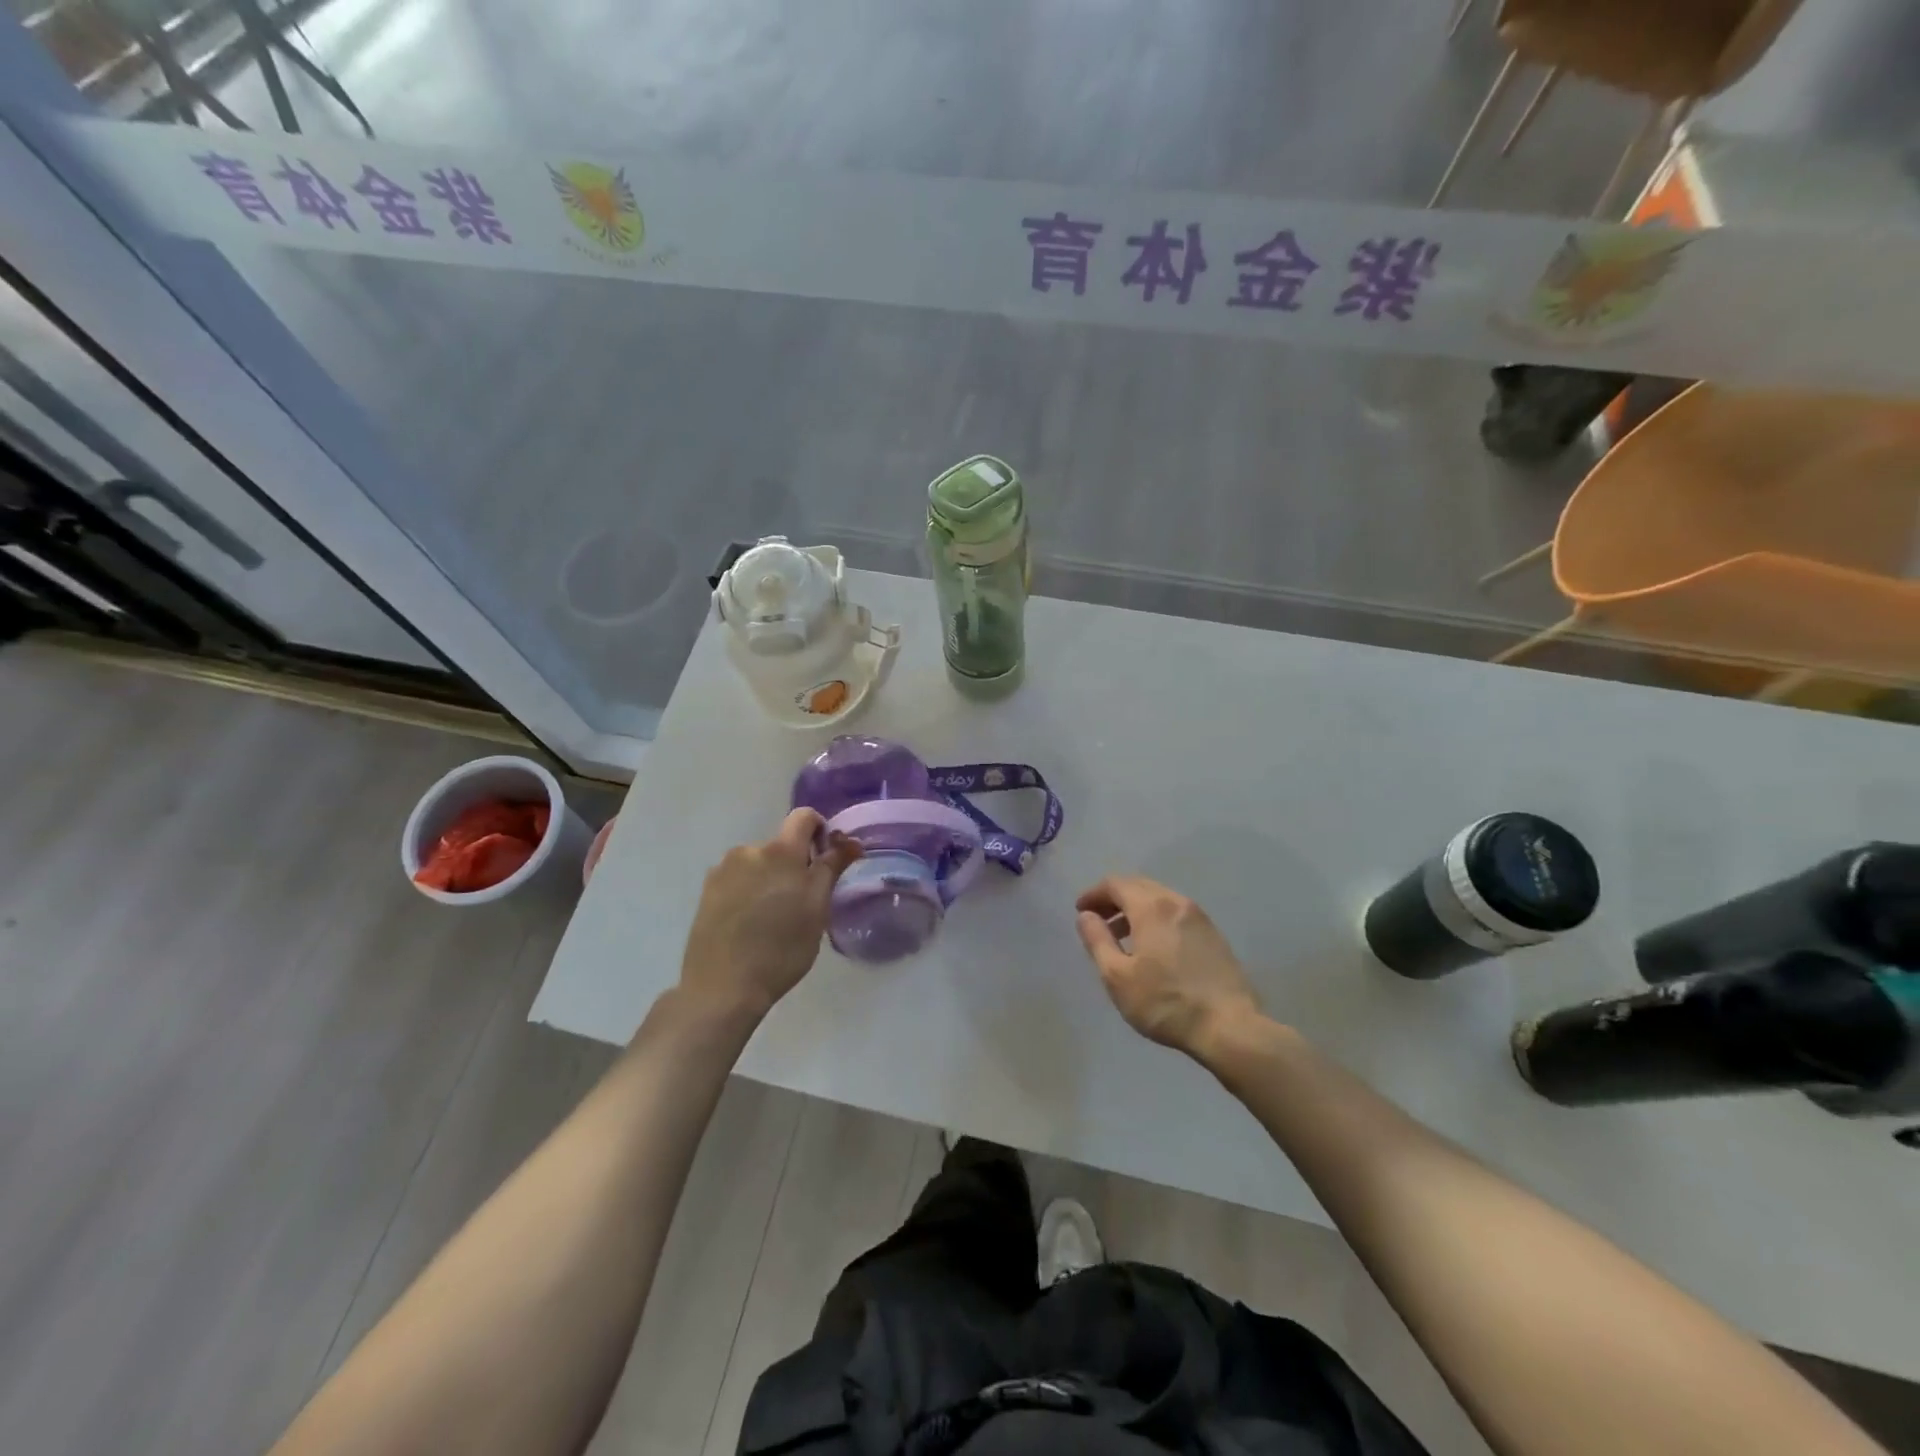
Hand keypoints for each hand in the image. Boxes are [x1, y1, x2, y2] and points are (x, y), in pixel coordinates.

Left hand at [678, 810, 860, 1018]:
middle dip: (795, 865)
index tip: (825, 860)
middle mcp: (748, 850)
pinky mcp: (707, 892)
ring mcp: (723, 871)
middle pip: (781, 845)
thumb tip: (850, 841)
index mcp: (779, 851)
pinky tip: (750, 924)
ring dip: (771, 879)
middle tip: (802, 904)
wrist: (722, 987)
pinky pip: (738, 880)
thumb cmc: (781, 949)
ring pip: (759, 864)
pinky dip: (750, 892)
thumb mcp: (817, 910)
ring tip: (773, 918)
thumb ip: (831, 868)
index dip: (820, 830)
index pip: (804, 817)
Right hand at [1075, 876, 1264, 1059]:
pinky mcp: (1213, 935)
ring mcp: (1199, 917)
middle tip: (1098, 920)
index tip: (1080, 911)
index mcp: (1151, 907)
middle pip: (1138, 886)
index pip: (1115, 884)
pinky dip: (1156, 919)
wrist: (1229, 1027)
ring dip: (1135, 909)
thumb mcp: (1117, 976)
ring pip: (1159, 899)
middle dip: (1114, 898)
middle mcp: (1176, 902)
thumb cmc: (1165, 1002)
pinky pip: (1176, 914)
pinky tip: (1152, 948)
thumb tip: (1086, 916)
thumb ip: (1097, 940)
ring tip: (1122, 937)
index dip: (1093, 894)